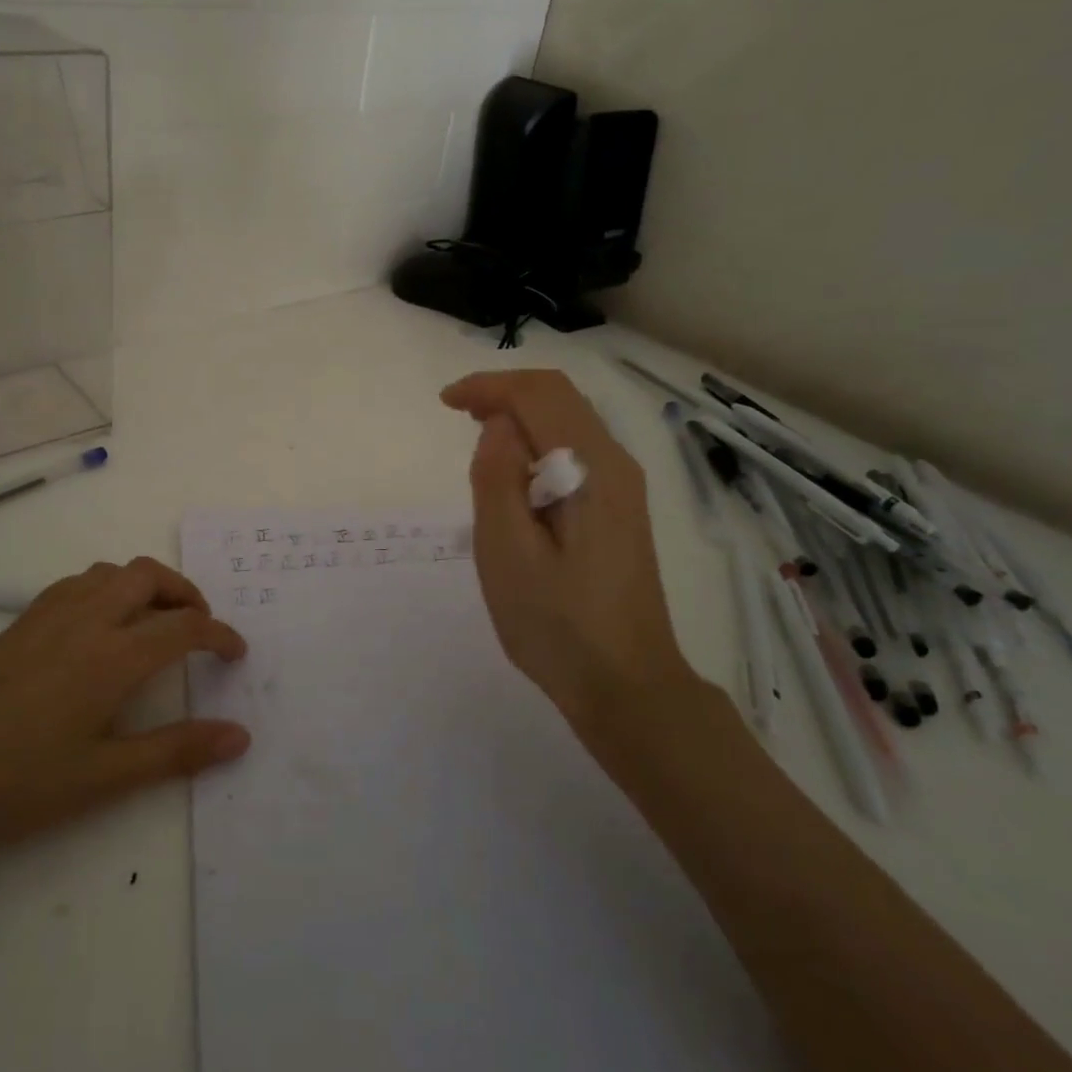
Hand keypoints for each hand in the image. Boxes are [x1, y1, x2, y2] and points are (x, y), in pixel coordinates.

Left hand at [0, 557, 249, 877]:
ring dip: (146, 585)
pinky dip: (109, 587)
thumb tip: (240, 736)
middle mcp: (85, 618)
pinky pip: (79, 582)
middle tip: (200, 627)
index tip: (236, 653)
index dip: (219, 635)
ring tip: (155, 622)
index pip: (183, 626)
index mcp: (112, 655)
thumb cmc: (18, 785)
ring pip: (112, 571)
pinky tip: (101, 626)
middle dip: (185, 592)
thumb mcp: (105, 778)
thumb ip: (176, 751)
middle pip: (149, 576)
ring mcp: (48, 614)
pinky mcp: (21, 621)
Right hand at [441, 369, 699, 747]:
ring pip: (569, 420)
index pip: (540, 395)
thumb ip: (497, 478)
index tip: (445, 402)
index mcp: (592, 469)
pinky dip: (537, 440)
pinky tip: (513, 471)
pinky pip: (575, 449)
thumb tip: (497, 424)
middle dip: (504, 392)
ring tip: (477, 434)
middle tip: (457, 412)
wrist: (626, 685)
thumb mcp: (507, 552)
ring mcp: (623, 487)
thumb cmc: (557, 623)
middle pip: (559, 398)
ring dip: (520, 414)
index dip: (489, 386)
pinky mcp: (619, 508)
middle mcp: (616, 464)